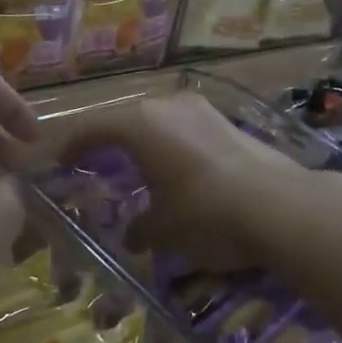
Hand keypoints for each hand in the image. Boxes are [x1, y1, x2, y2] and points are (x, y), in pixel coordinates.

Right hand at [53, 92, 309, 271]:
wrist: (281, 207)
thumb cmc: (205, 214)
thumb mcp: (163, 230)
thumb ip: (140, 229)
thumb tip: (133, 236)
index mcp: (139, 125)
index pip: (91, 127)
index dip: (72, 145)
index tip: (61, 162)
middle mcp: (167, 106)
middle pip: (124, 118)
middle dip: (107, 140)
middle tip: (95, 162)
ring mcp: (201, 110)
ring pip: (158, 120)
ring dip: (143, 140)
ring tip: (137, 165)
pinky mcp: (228, 121)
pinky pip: (185, 127)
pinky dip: (172, 144)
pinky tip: (178, 168)